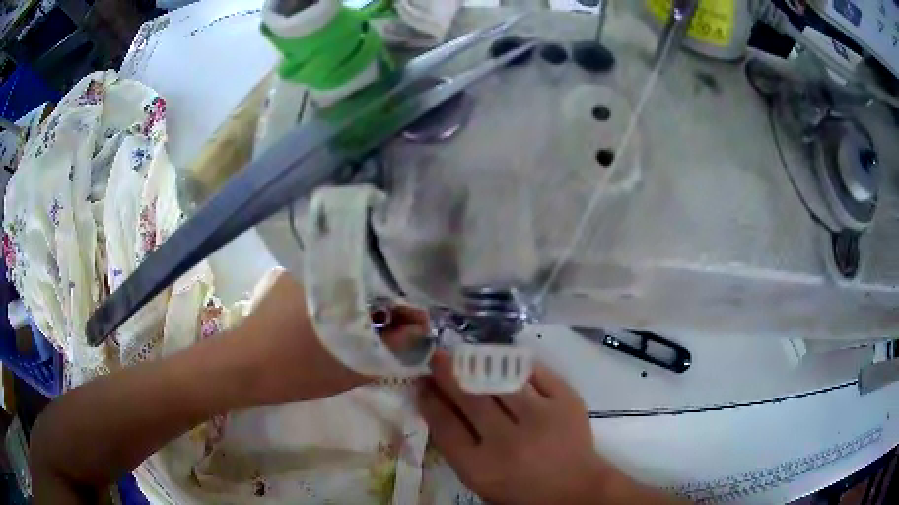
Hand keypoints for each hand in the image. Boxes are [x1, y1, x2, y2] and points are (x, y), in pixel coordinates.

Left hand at [236, 269, 427, 404]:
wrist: (242, 368)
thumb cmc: (297, 370)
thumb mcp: (353, 367)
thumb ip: (392, 348)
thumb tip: (419, 331)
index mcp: (344, 282)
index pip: (394, 285)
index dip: (410, 309)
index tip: (415, 332)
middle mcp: (326, 267)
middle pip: (374, 282)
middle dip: (389, 309)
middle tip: (393, 338)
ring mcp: (306, 272)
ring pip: (352, 286)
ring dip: (366, 307)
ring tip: (368, 335)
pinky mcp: (292, 282)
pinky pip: (330, 289)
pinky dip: (342, 305)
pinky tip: (338, 327)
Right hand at [418, 352, 665, 504]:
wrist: (576, 490)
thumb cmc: (521, 491)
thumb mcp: (480, 479)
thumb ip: (457, 447)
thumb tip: (438, 404)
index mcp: (481, 468)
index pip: (445, 426)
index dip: (430, 400)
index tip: (421, 383)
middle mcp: (507, 442)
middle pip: (469, 398)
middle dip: (448, 374)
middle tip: (436, 358)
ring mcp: (540, 418)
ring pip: (500, 380)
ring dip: (477, 363)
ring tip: (464, 354)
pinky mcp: (566, 402)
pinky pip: (534, 372)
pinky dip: (515, 363)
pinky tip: (502, 360)